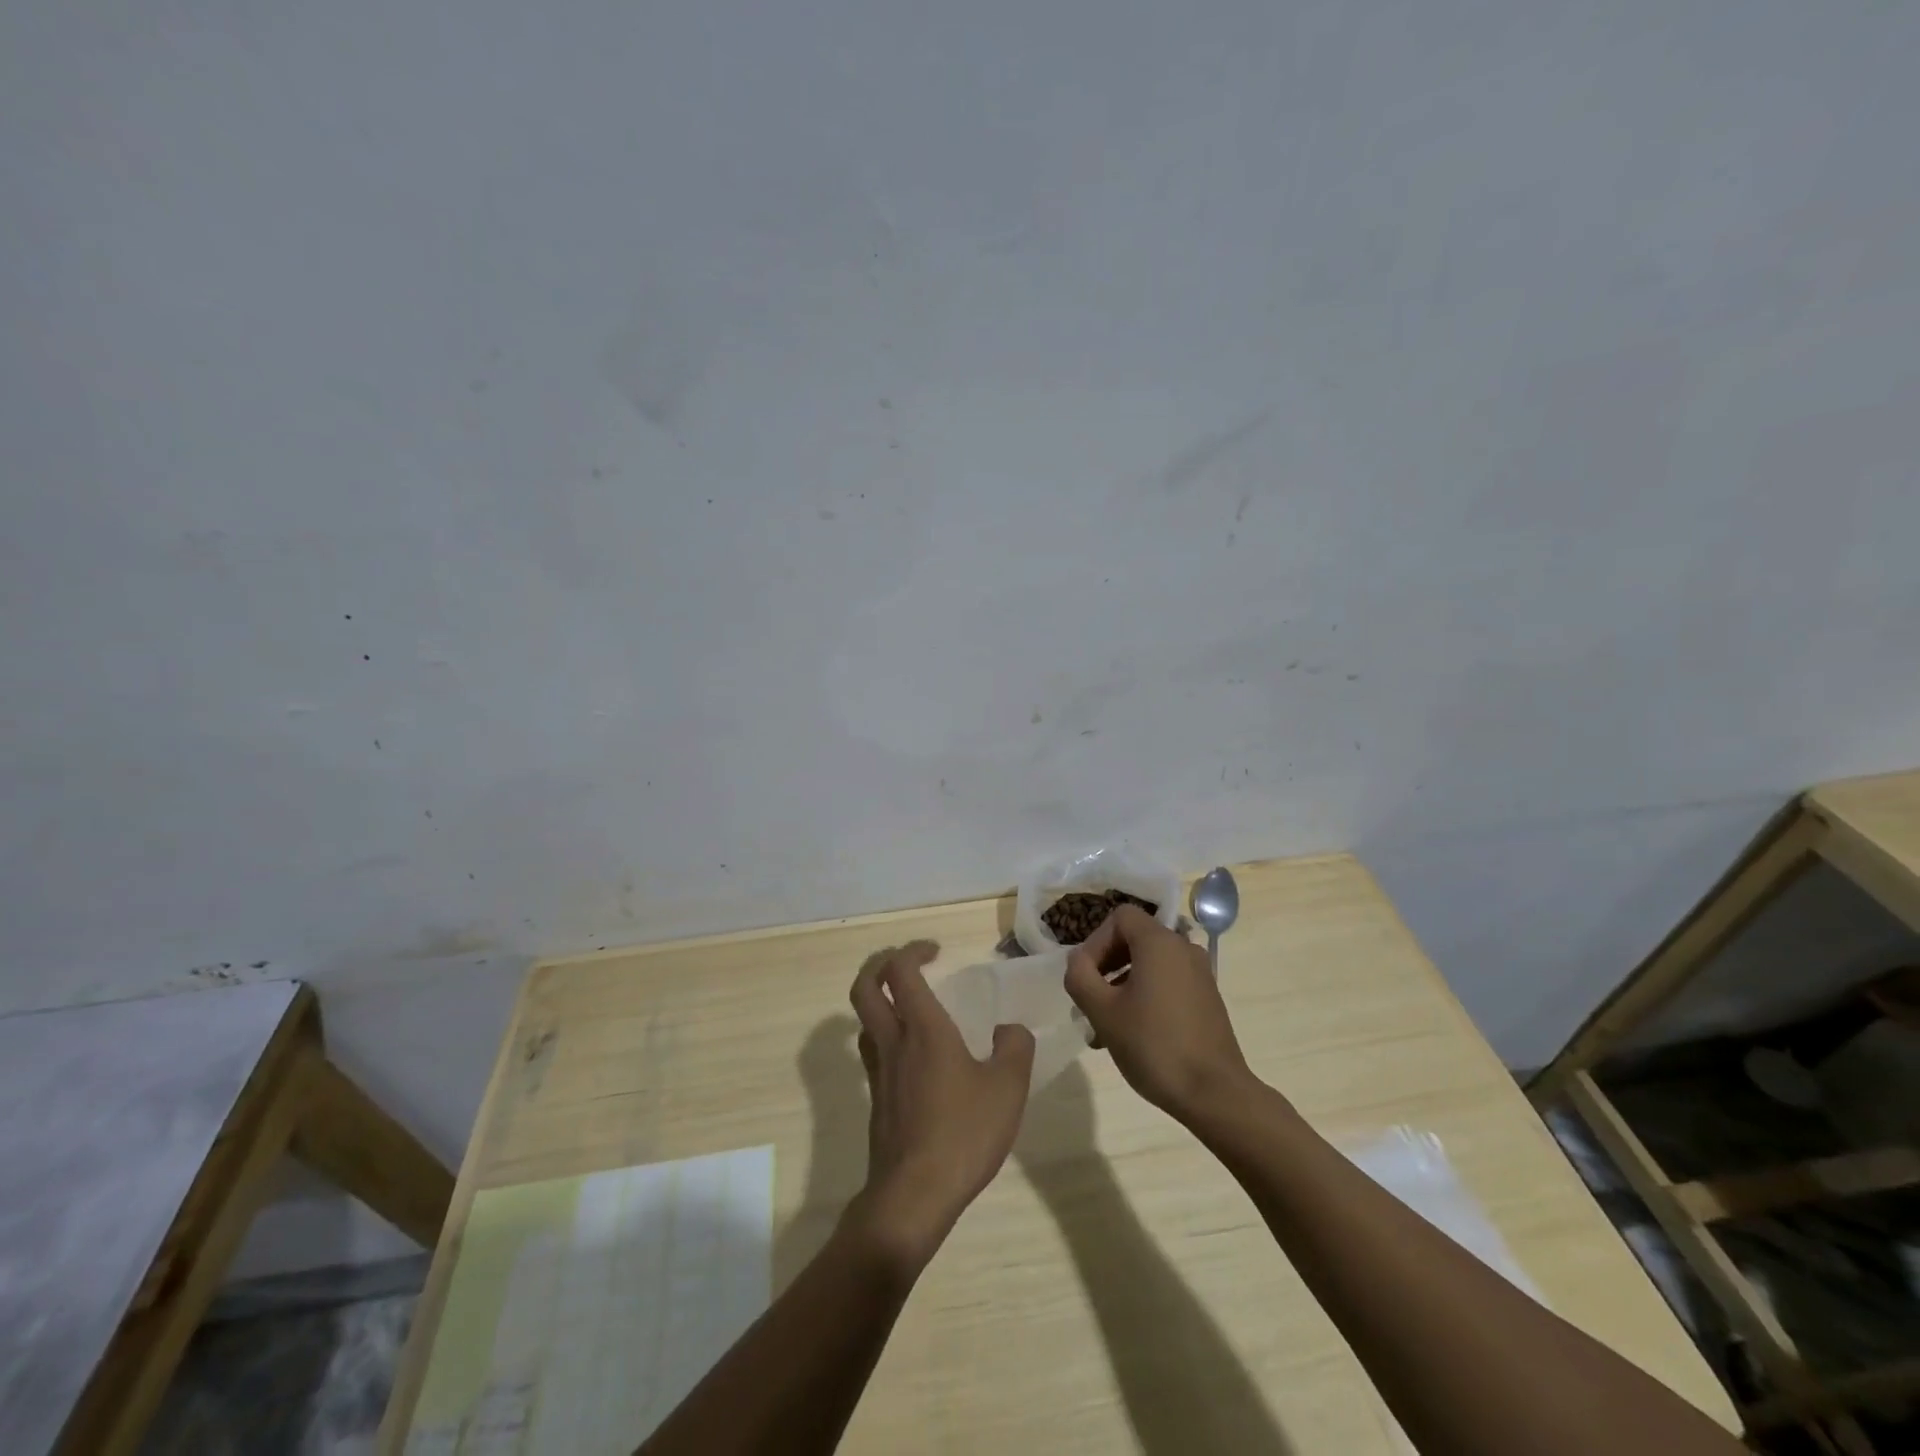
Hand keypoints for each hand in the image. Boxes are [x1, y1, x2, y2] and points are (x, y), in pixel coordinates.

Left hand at [846, 941, 1034, 1270]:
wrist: (913, 1195)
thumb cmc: (963, 1133)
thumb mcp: (1008, 1088)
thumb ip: (1015, 1048)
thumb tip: (1008, 1030)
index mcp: (922, 1028)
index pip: (900, 970)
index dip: (913, 950)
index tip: (936, 951)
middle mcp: (893, 1042)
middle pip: (864, 987)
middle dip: (879, 965)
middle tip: (907, 964)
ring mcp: (879, 1072)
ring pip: (863, 1021)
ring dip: (879, 1001)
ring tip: (909, 1006)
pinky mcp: (876, 1101)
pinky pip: (873, 1052)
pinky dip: (886, 1036)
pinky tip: (914, 1056)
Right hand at [1063, 906, 1255, 1122]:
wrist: (1215, 1094)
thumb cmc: (1154, 1046)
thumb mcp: (1102, 1012)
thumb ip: (1080, 976)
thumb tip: (1077, 960)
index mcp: (1159, 943)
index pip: (1120, 917)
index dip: (1096, 941)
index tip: (1085, 976)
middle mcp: (1183, 949)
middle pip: (1135, 939)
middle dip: (1106, 965)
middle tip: (1090, 999)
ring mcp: (1199, 974)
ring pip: (1150, 964)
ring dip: (1122, 984)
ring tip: (1104, 1025)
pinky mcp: (1207, 998)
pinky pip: (1168, 982)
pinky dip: (1145, 995)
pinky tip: (1132, 1033)